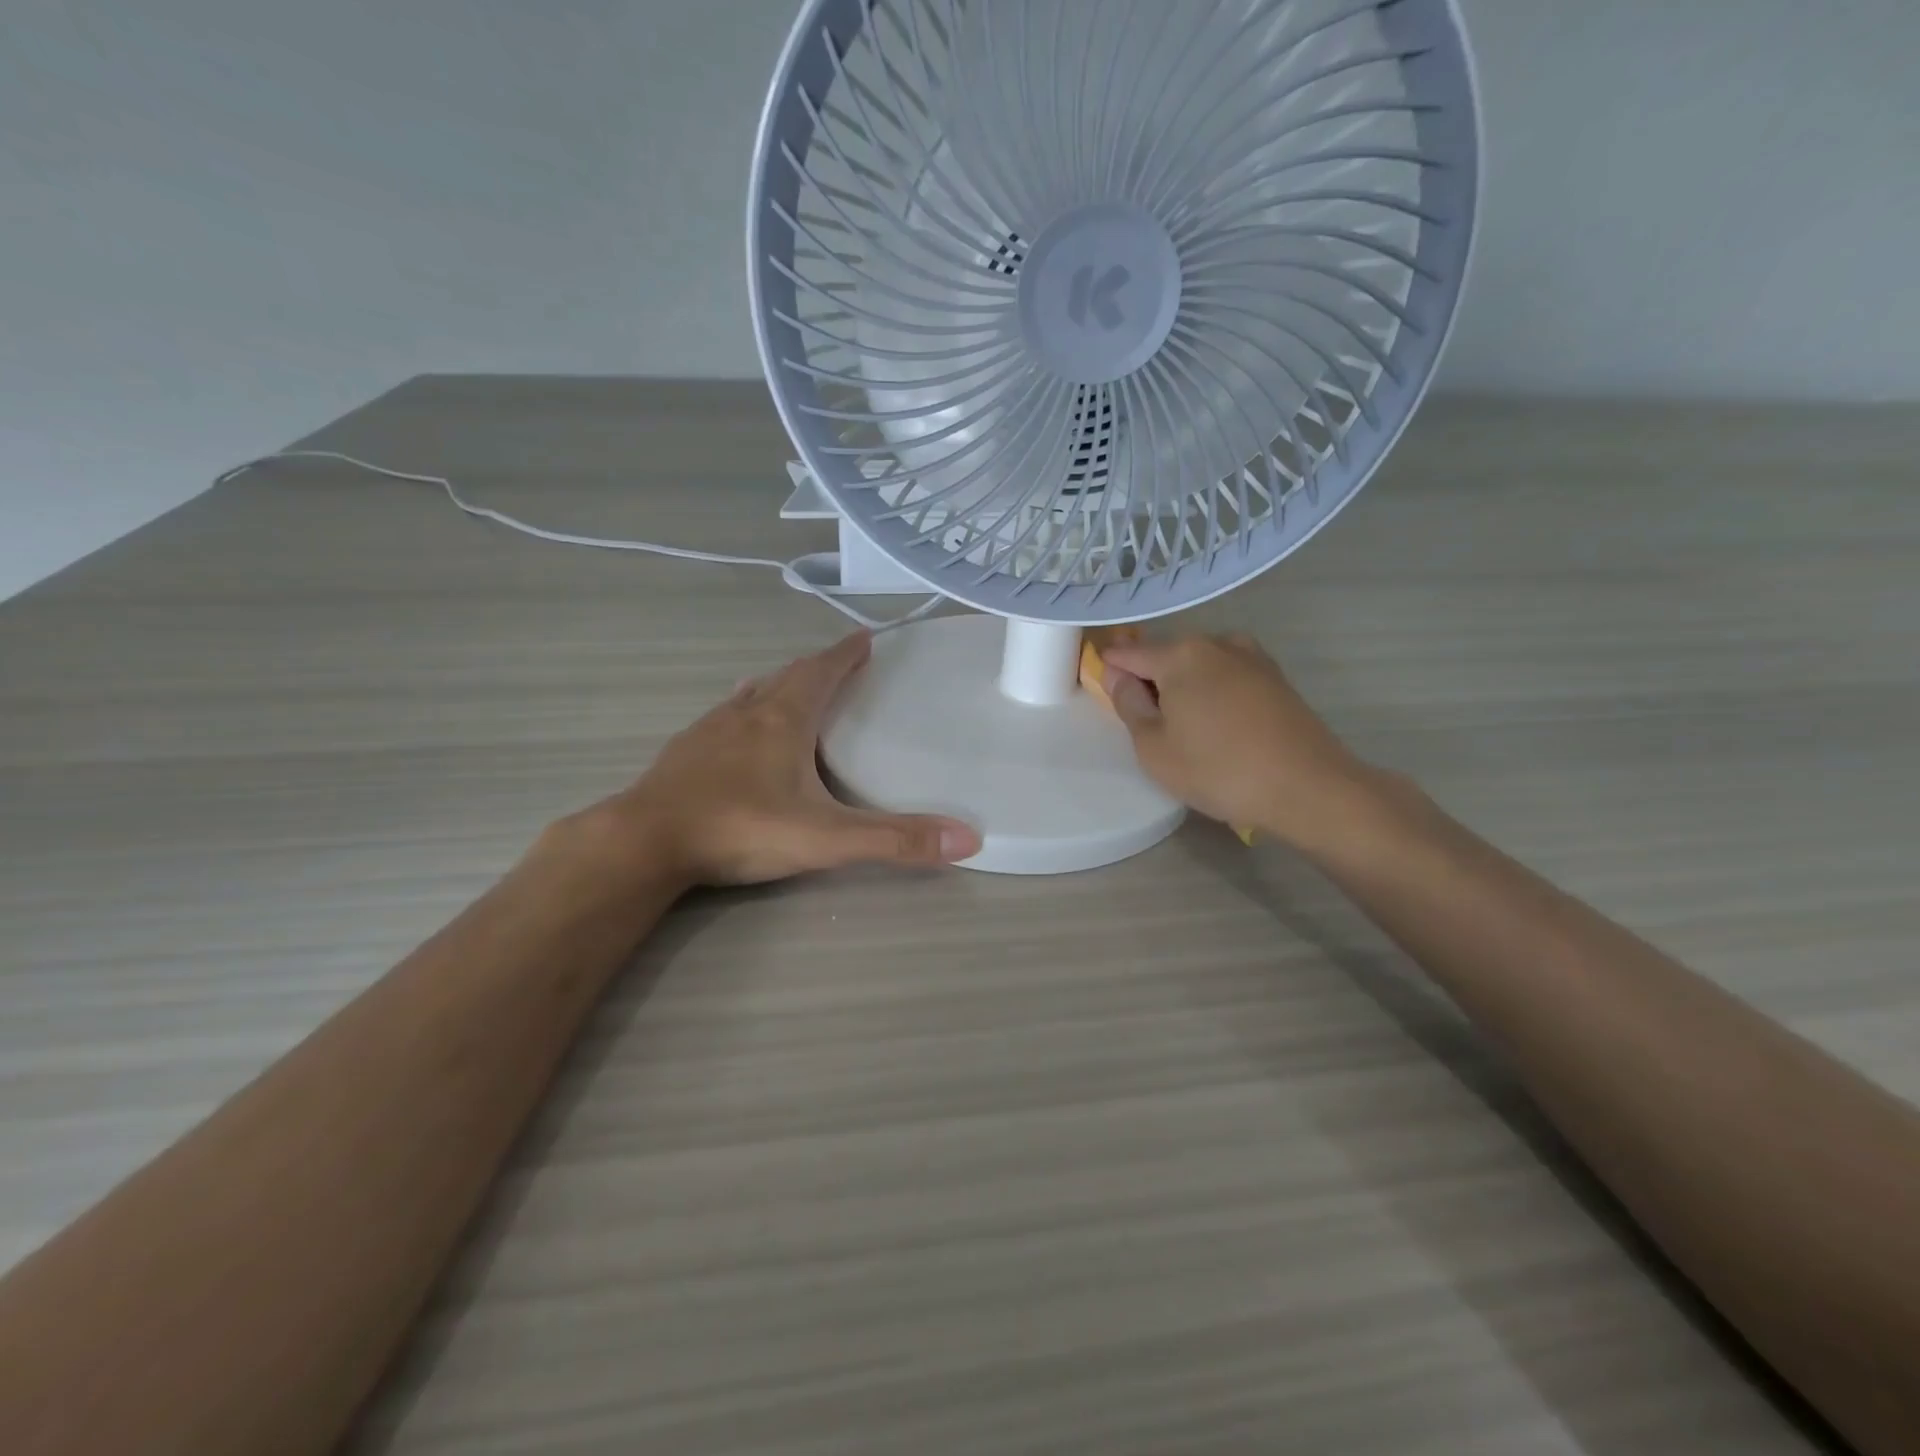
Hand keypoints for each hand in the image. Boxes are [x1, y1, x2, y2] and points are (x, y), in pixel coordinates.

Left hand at [595, 632, 980, 886]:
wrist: (645, 842)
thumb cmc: (741, 828)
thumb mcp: (827, 838)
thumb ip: (894, 840)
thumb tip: (968, 839)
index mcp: (784, 719)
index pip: (822, 671)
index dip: (845, 653)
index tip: (864, 637)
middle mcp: (747, 713)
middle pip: (788, 676)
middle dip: (817, 666)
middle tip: (840, 663)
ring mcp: (710, 730)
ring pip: (752, 693)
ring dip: (779, 684)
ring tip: (794, 687)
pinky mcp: (684, 752)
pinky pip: (725, 717)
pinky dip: (745, 710)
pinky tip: (741, 730)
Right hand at [1100, 633, 1376, 850]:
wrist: (1308, 787)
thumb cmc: (1218, 769)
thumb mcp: (1154, 747)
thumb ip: (1129, 704)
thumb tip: (1119, 676)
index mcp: (1180, 654)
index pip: (1127, 653)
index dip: (1110, 671)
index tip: (1105, 697)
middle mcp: (1216, 642)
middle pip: (1165, 655)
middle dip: (1150, 681)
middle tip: (1148, 726)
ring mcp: (1251, 656)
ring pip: (1199, 666)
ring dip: (1184, 689)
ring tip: (1187, 732)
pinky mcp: (1275, 677)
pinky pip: (1227, 676)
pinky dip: (1213, 694)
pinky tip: (1219, 728)